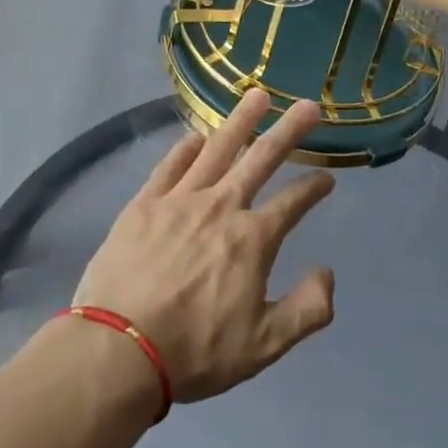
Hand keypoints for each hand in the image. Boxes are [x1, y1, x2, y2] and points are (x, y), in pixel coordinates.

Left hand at [71, 90, 335, 403]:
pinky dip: (187, 146)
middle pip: (261, 158)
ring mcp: (180, 198)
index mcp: (252, 240)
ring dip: (240, 120)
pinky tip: (197, 135)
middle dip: (288, 131)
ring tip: (257, 95)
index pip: (292, 204)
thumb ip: (306, 310)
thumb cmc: (195, 351)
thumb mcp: (264, 347)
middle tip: (307, 105)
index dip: (313, 189)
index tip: (327, 177)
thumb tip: (328, 272)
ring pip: (217, 148)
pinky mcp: (145, 202)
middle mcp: (221, 206)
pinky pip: (171, 164)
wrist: (120, 348)